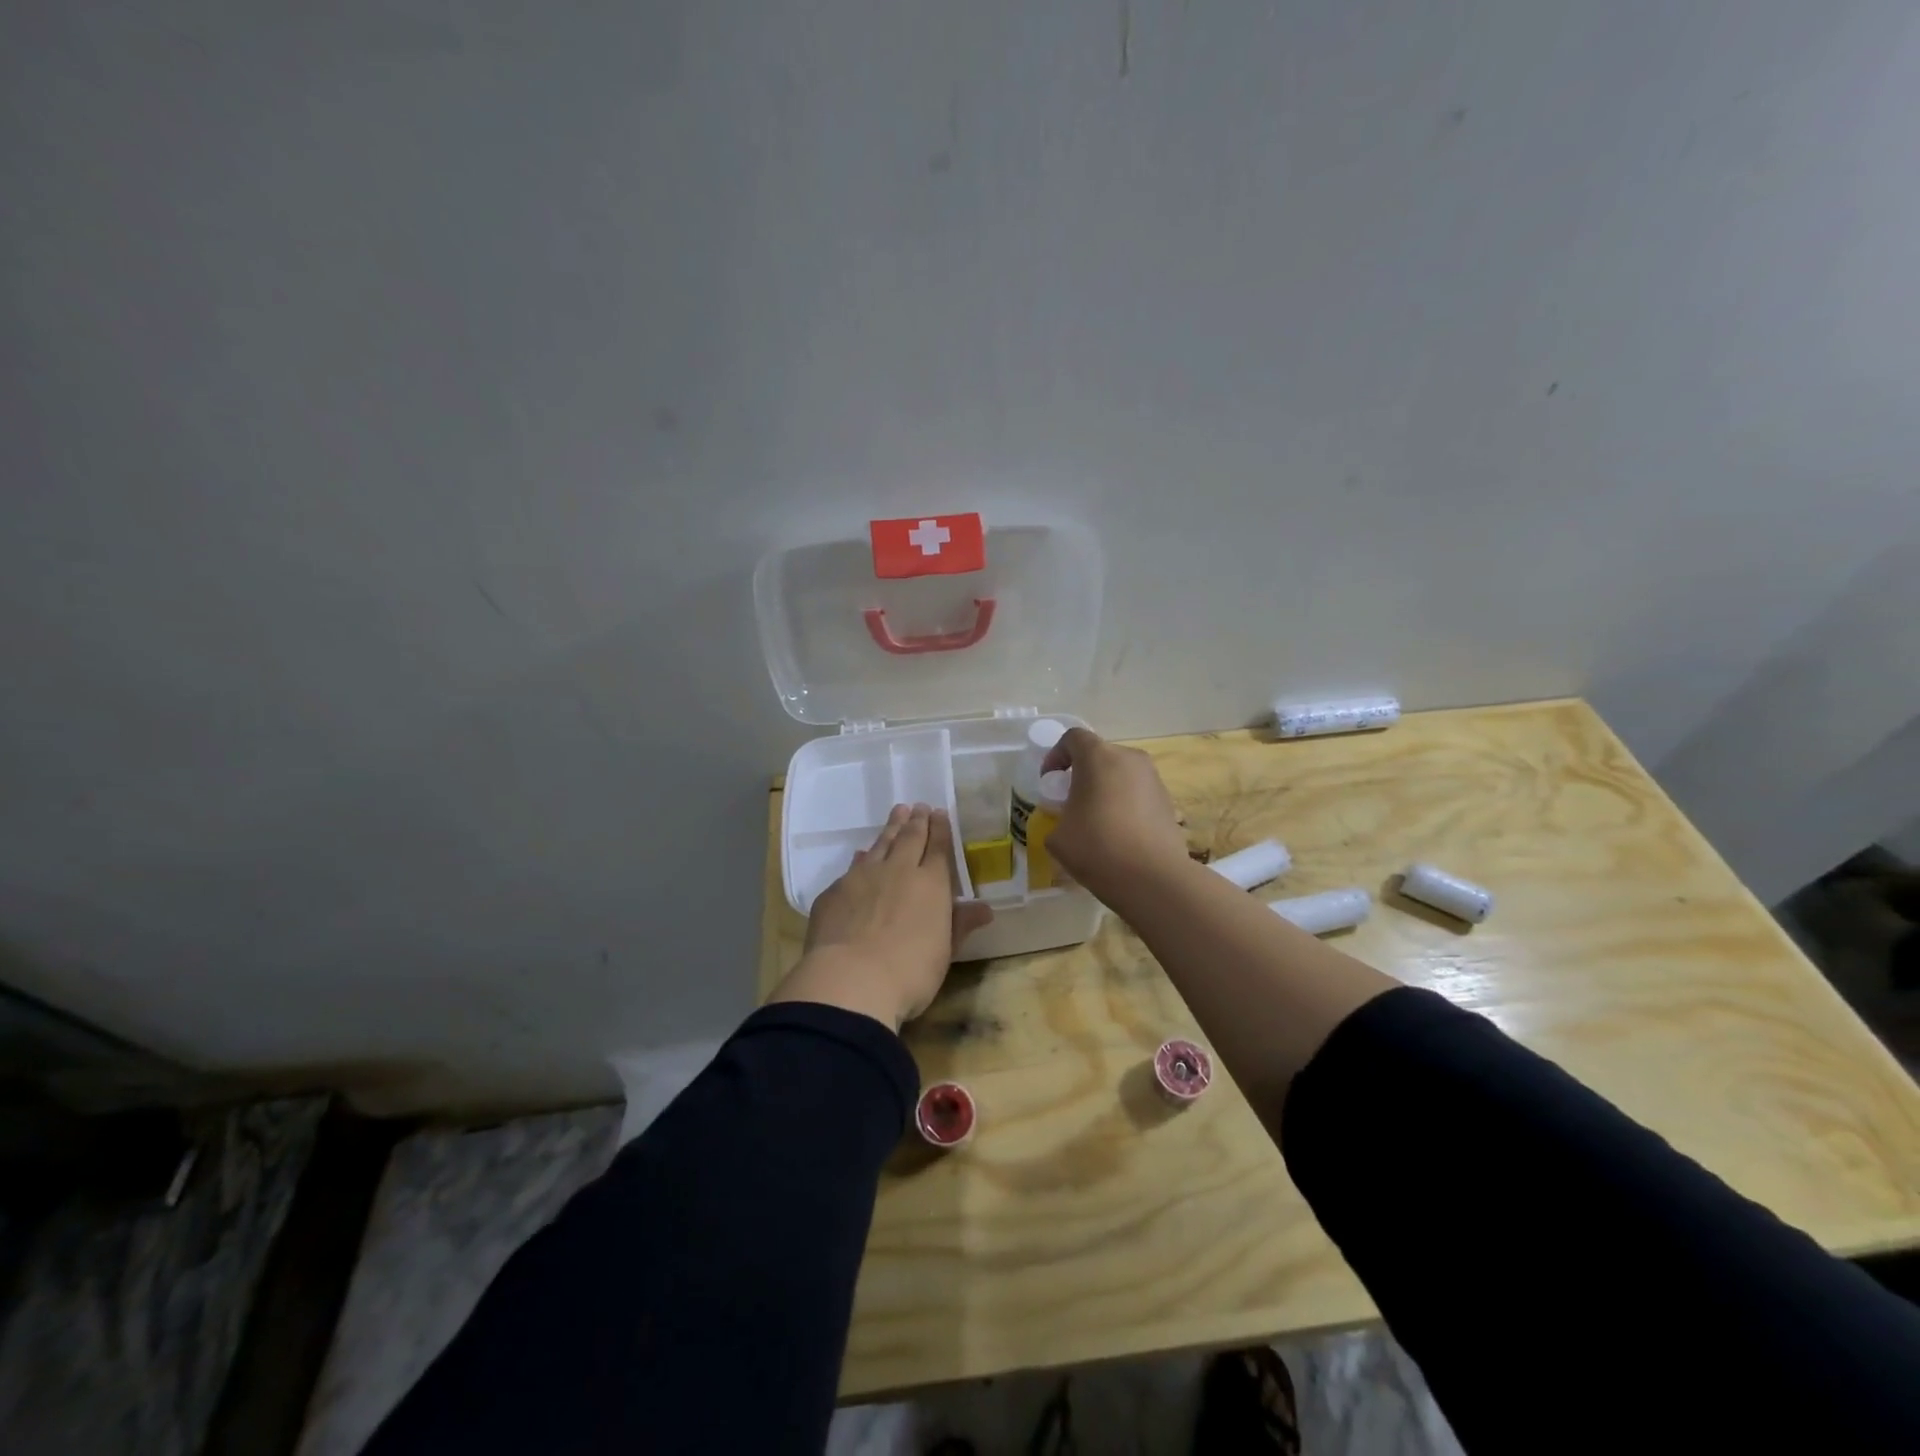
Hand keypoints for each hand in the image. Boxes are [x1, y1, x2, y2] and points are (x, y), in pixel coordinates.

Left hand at [769, 804, 993, 1030]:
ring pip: (880, 844)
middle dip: (916, 821)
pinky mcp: (835, 891)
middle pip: (909, 838)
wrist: (851, 979)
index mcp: (930, 883)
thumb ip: (961, 925)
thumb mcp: (944, 952)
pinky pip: (853, 866)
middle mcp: (898, 870)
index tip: (939, 813)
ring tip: (897, 813)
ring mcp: (863, 877)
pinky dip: (863, 857)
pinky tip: (862, 855)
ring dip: (890, 828)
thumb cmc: (910, 971)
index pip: (938, 848)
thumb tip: (984, 908)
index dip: (940, 829)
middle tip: (919, 806)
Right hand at [1038, 728, 1189, 899]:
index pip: (1073, 738)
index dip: (1056, 755)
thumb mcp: (1057, 836)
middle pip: (1100, 754)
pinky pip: (1137, 793)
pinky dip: (1124, 804)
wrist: (1154, 878)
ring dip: (1105, 789)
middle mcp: (1129, 759)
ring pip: (1121, 774)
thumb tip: (1068, 821)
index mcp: (1098, 757)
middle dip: (1082, 773)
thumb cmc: (1097, 848)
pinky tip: (1119, 834)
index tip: (1049, 781)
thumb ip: (1057, 818)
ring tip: (1096, 820)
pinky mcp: (1168, 801)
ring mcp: (1153, 779)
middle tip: (1071, 801)